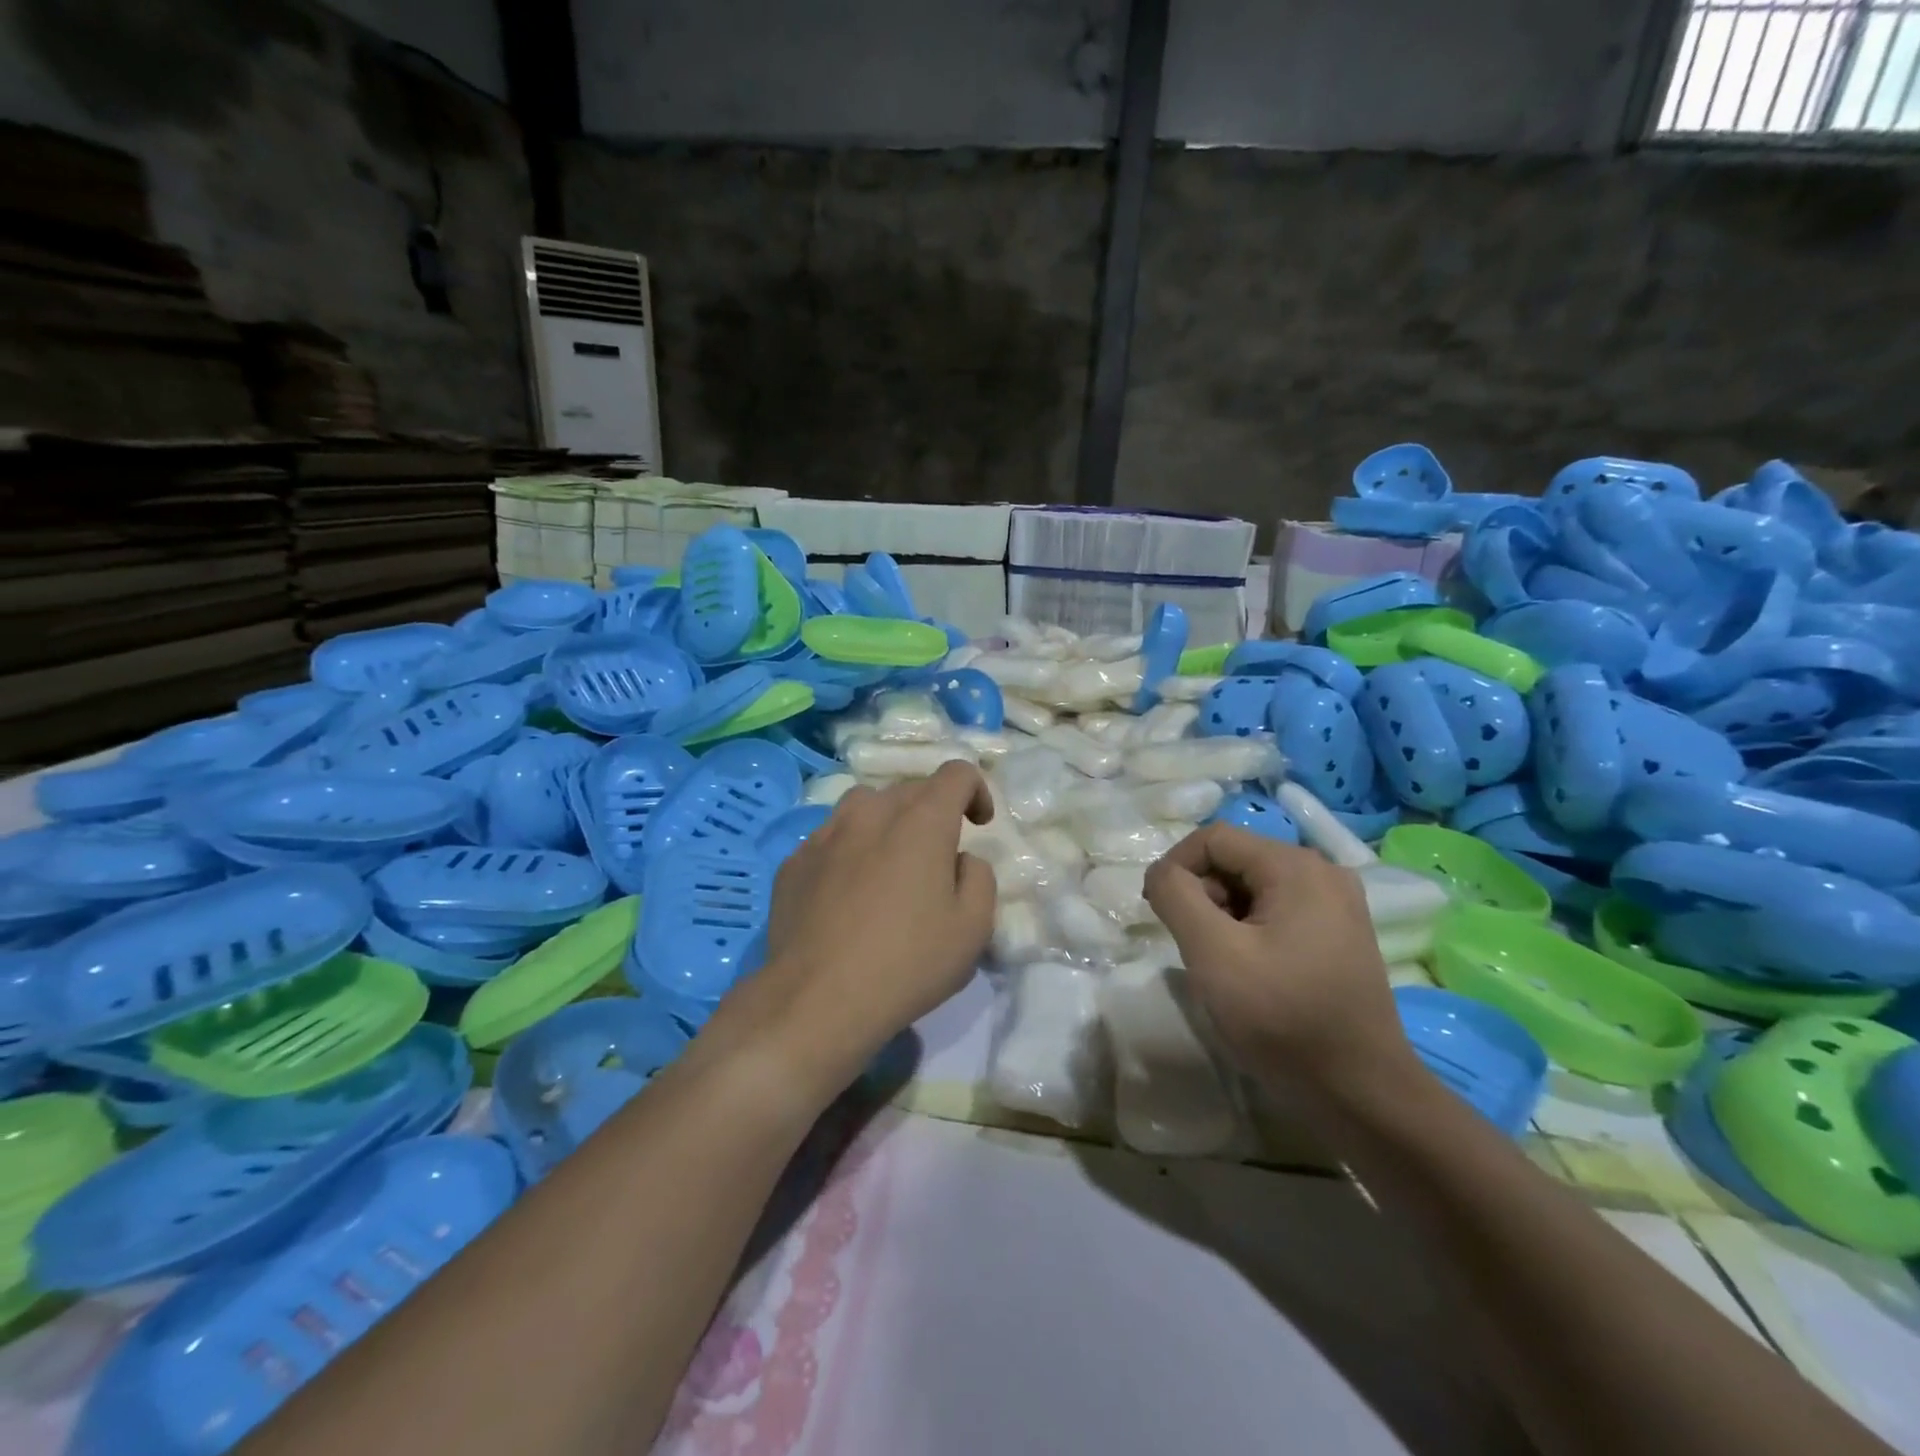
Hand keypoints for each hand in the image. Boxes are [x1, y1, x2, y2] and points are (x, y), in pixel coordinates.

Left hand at [722, 761, 997, 1090]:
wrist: (816, 999)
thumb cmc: (907, 962)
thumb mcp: (973, 928)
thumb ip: (979, 877)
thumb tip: (959, 859)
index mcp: (921, 820)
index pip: (956, 773)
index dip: (975, 791)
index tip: (979, 824)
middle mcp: (871, 812)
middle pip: (910, 789)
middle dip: (932, 812)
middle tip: (937, 859)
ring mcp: (826, 833)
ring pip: (865, 806)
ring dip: (887, 823)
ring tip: (889, 866)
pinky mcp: (795, 860)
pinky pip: (831, 838)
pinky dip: (850, 850)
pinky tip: (847, 893)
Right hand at [1143, 824, 1407, 1086]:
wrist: (1362, 1095)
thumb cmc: (1283, 1019)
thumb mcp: (1213, 953)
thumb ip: (1176, 897)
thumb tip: (1161, 872)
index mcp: (1296, 867)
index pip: (1213, 838)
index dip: (1175, 867)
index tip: (1158, 912)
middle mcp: (1323, 871)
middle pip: (1236, 859)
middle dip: (1202, 893)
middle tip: (1194, 946)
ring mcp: (1337, 903)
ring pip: (1254, 885)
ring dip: (1223, 913)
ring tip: (1222, 962)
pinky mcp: (1341, 933)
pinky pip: (1278, 909)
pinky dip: (1250, 928)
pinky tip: (1251, 970)